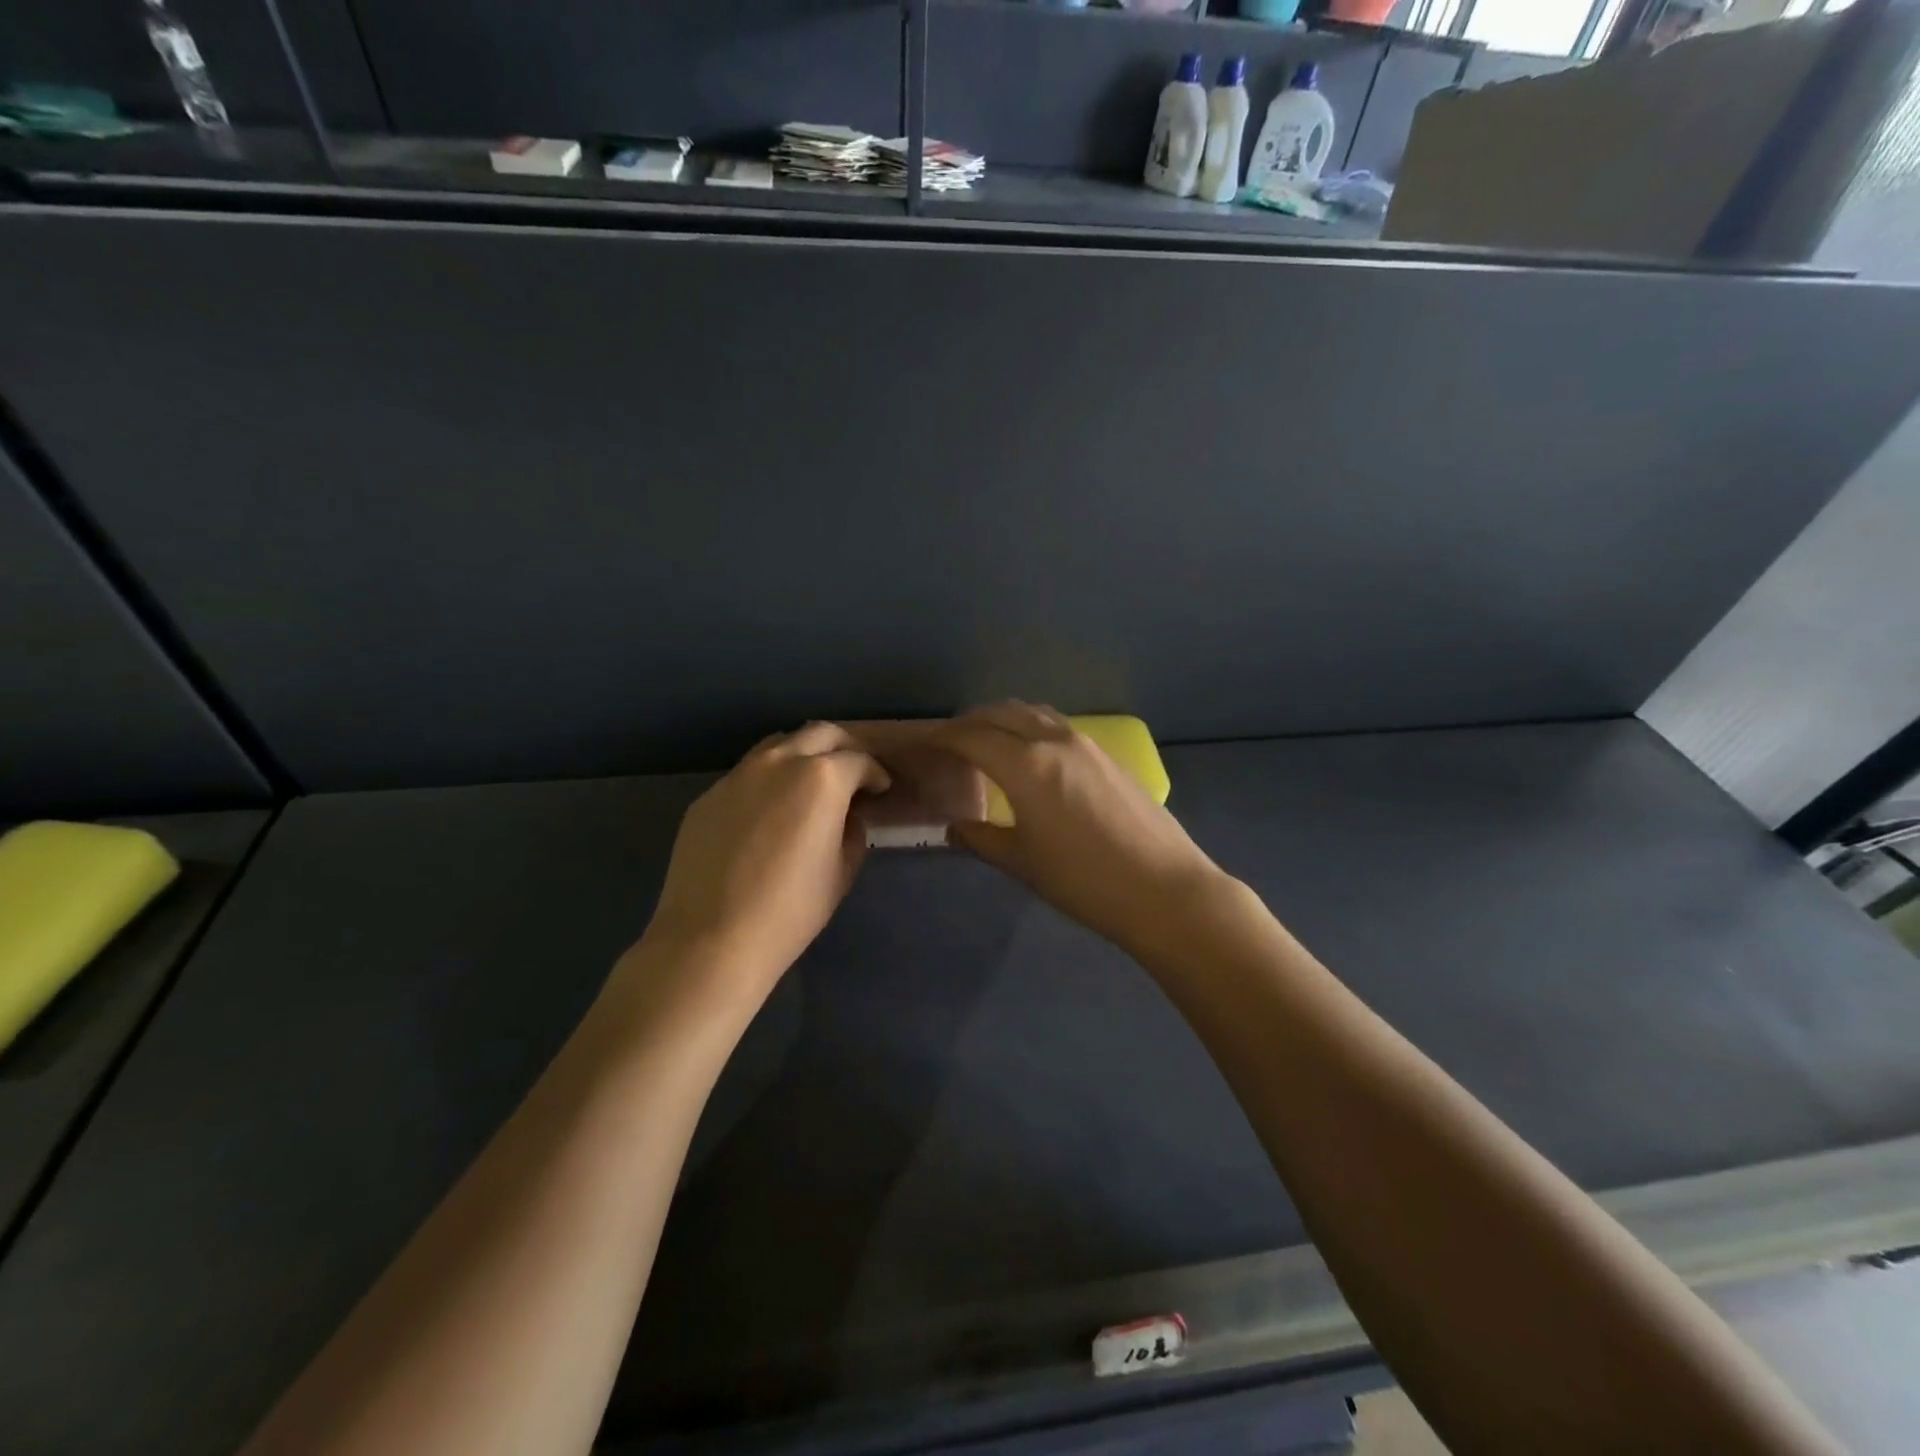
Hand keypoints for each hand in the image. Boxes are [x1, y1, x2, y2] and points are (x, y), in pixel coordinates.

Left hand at [641, 723, 889, 998]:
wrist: (712, 937)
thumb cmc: (791, 909)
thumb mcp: (841, 872)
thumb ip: (852, 831)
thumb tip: (846, 815)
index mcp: (822, 778)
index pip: (859, 761)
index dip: (875, 774)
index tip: (880, 789)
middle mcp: (780, 762)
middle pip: (819, 734)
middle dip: (842, 748)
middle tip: (851, 773)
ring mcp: (738, 775)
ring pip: (778, 745)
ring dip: (802, 755)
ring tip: (809, 785)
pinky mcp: (709, 795)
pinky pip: (746, 775)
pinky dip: (768, 781)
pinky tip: (768, 812)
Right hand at [933, 703, 1228, 956]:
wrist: (1164, 889)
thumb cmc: (1084, 880)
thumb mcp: (1022, 862)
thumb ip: (981, 838)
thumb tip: (955, 826)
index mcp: (1026, 764)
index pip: (971, 736)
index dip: (943, 737)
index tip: (923, 745)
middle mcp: (1054, 740)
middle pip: (1001, 713)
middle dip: (970, 722)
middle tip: (950, 744)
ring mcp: (1086, 743)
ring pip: (1033, 714)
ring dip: (1004, 720)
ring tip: (988, 744)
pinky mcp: (1108, 755)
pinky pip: (1057, 727)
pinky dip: (1031, 729)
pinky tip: (1031, 757)